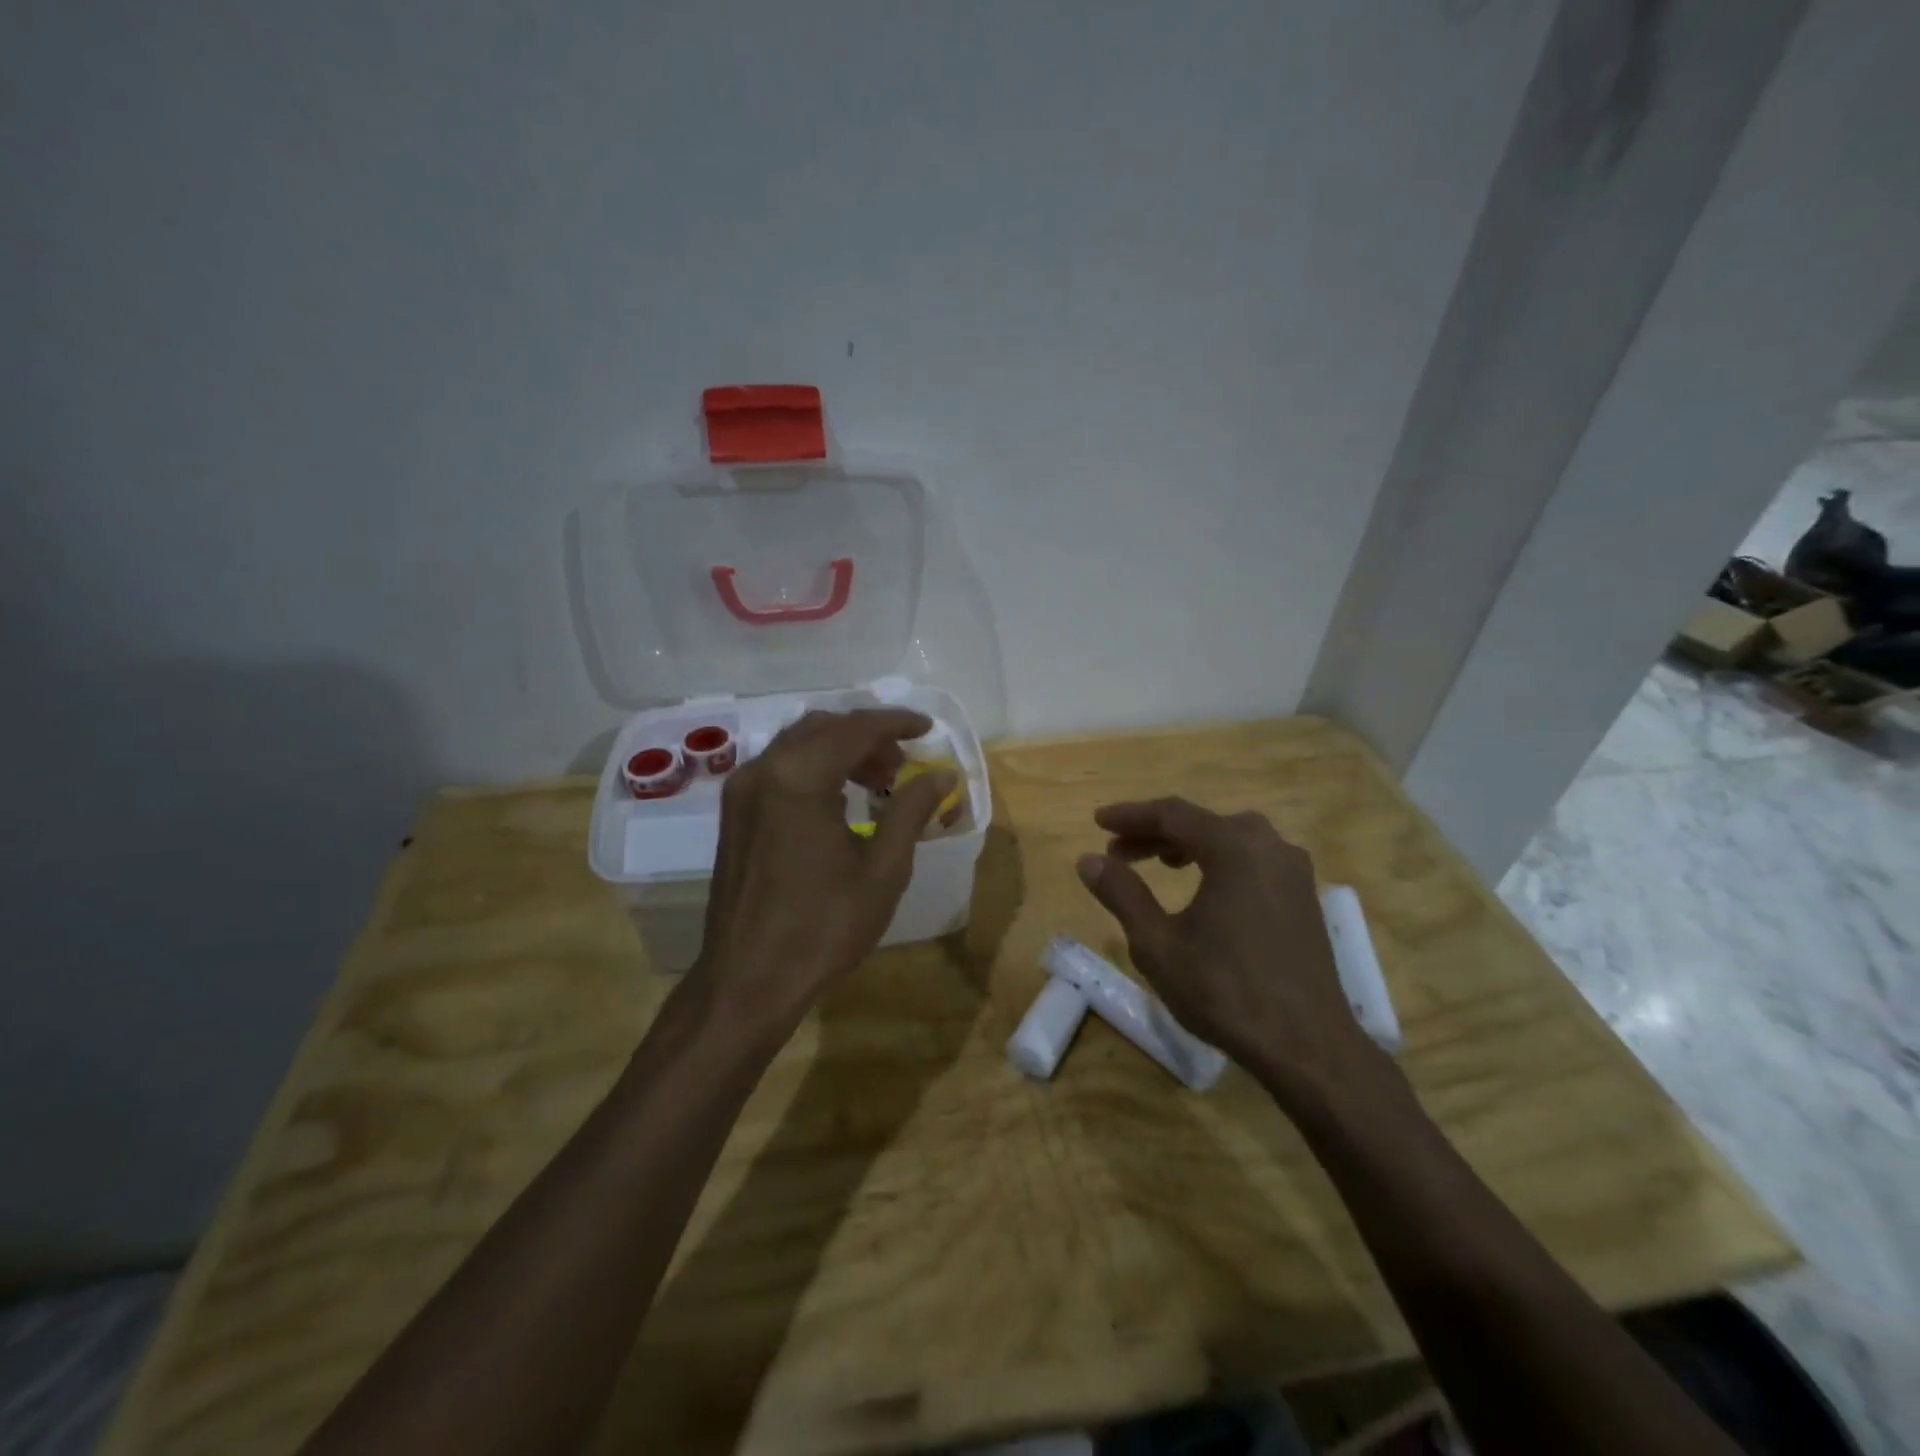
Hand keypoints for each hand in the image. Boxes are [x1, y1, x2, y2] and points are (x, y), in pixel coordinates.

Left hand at [686, 708, 955, 1041]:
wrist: (747, 980)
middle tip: (903, 764)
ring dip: (840, 750)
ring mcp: (742, 791)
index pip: (854, 728)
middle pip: (823, 728)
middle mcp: (763, 771)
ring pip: (798, 744)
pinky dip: (814, 767)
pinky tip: (839, 800)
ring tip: (878, 782)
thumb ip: (910, 811)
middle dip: (867, 736)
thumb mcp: (882, 870)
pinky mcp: (734, 813)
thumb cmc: (823, 928)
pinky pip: (780, 768)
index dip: (895, 723)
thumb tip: (942, 776)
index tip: (927, 728)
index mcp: (799, 778)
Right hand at [1076, 798, 1384, 1096]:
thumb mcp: (1158, 943)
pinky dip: (1219, 862)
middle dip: (1155, 833)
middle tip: (1117, 852)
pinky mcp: (1304, 897)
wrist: (1307, 1047)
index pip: (1172, 814)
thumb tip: (1088, 861)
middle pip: (1202, 823)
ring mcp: (1293, 871)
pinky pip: (1253, 860)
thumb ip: (1122, 894)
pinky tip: (1202, 888)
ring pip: (1230, 840)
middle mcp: (1269, 846)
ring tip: (1157, 865)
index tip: (1098, 822)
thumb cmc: (1225, 991)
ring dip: (1188, 847)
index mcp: (1234, 847)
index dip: (1130, 816)